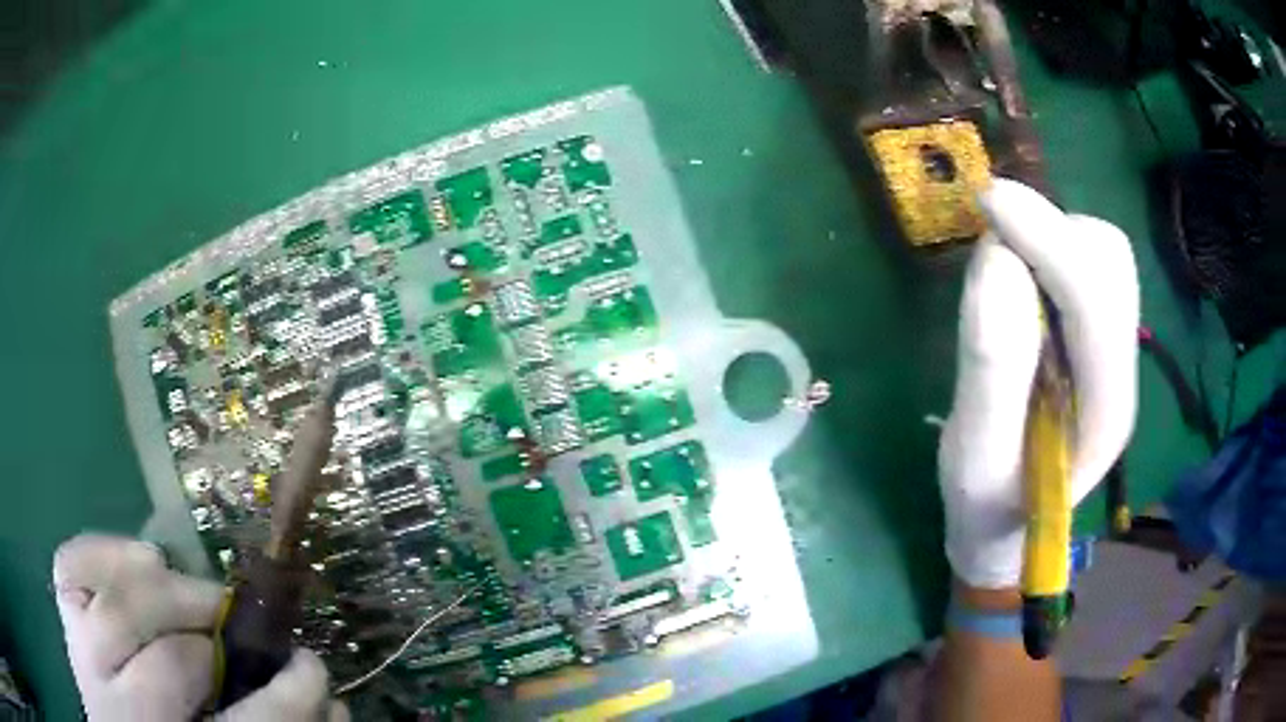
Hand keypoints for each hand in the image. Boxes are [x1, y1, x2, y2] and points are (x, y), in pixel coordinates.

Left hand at [53, 534, 348, 720]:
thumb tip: (330, 706)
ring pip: (119, 606)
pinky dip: (106, 551)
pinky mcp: (65, 622)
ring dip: (170, 591)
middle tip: (246, 633)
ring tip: (197, 598)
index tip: (313, 674)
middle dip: (219, 640)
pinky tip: (139, 563)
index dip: (285, 701)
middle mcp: (120, 712)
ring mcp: (83, 659)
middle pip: (174, 664)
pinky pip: (71, 566)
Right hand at [938, 179, 1138, 589]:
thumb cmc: (989, 505)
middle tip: (994, 236)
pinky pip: (1089, 261)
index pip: (1095, 301)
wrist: (1010, 525)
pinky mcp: (1100, 334)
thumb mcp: (975, 458)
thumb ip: (991, 371)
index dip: (1048, 241)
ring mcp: (1116, 347)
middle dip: (1052, 231)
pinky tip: (1023, 277)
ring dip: (1052, 235)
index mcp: (1104, 411)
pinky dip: (1053, 245)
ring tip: (1006, 264)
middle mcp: (1123, 368)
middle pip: (1110, 262)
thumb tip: (997, 262)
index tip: (989, 203)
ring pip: (1104, 253)